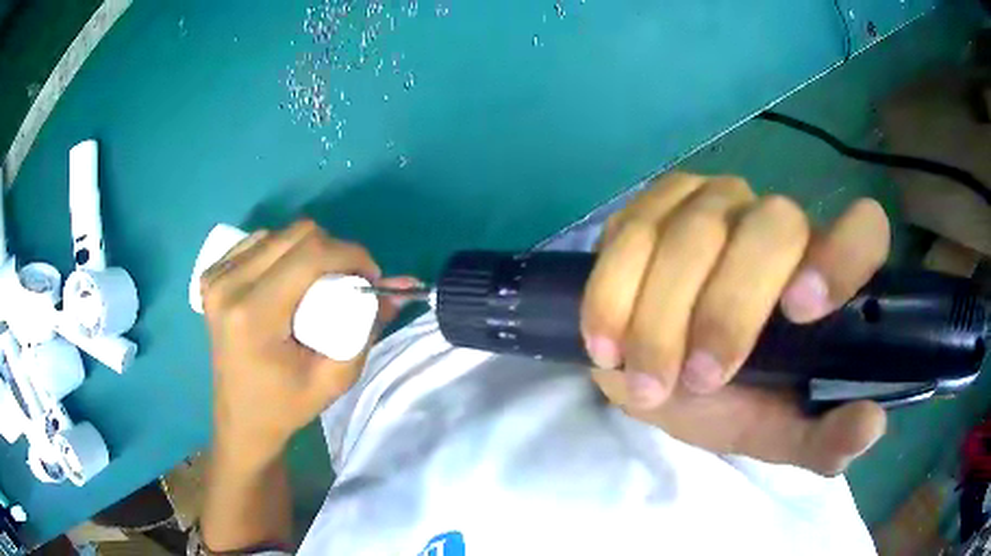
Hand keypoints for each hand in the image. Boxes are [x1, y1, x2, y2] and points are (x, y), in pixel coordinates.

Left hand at [200, 220, 414, 464]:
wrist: (241, 418)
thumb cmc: (286, 406)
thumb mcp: (334, 379)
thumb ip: (368, 330)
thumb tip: (398, 289)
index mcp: (253, 315)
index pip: (310, 255)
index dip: (351, 254)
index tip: (370, 276)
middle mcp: (228, 286)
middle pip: (296, 234)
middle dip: (333, 250)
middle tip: (346, 282)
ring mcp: (216, 278)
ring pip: (278, 233)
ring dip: (307, 251)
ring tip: (315, 285)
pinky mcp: (211, 276)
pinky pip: (257, 242)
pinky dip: (281, 252)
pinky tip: (286, 280)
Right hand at [582, 172, 889, 474]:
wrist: (653, 372)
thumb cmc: (728, 400)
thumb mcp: (775, 431)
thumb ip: (822, 439)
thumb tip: (871, 424)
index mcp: (823, 274)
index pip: (863, 230)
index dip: (843, 254)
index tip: (801, 310)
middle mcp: (777, 222)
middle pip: (770, 228)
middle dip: (729, 309)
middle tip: (699, 380)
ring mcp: (713, 203)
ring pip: (693, 232)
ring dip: (662, 317)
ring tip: (645, 382)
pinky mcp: (654, 206)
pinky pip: (631, 234)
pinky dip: (613, 294)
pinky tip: (605, 344)